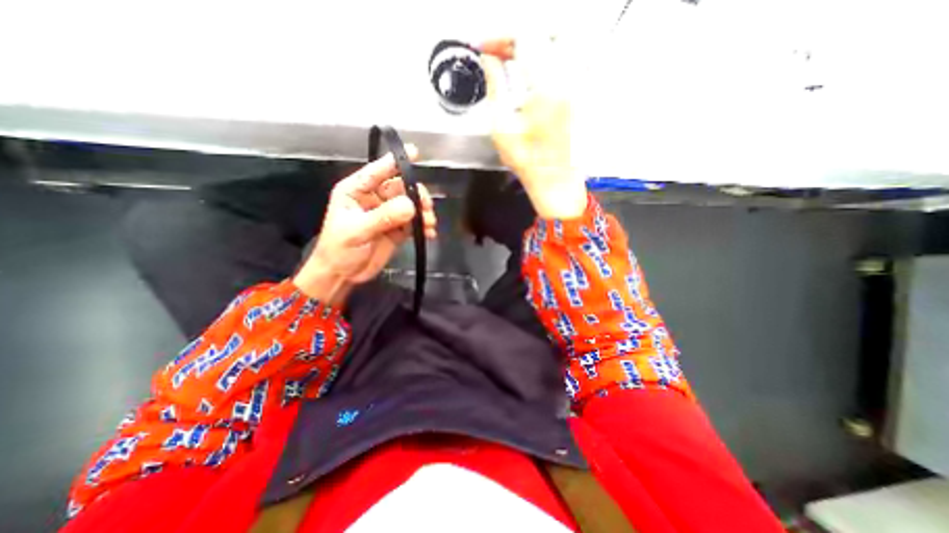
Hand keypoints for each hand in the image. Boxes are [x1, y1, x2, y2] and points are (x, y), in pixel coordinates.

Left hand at [294, 147, 436, 307]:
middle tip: (427, 207)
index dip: (396, 162)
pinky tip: (429, 233)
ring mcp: (388, 214)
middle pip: (401, 188)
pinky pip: (414, 223)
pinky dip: (424, 227)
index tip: (416, 153)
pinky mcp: (398, 229)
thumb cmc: (340, 249)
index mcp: (357, 191)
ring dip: (423, 212)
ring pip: (411, 205)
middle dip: (417, 195)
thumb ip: (383, 217)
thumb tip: (411, 206)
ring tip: (430, 223)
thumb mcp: (357, 231)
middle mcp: (375, 199)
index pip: (378, 171)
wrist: (343, 275)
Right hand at [483, 37, 586, 218]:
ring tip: (510, 57)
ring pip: (556, 40)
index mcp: (544, 87)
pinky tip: (529, 69)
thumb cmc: (527, 161)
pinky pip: (563, 57)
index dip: (499, 37)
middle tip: (496, 51)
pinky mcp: (576, 91)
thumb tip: (488, 61)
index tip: (484, 47)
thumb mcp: (501, 127)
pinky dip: (543, 54)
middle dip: (514, 37)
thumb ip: (494, 87)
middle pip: (541, 32)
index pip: (524, 38)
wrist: (553, 178)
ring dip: (530, 42)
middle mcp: (565, 79)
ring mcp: (574, 84)